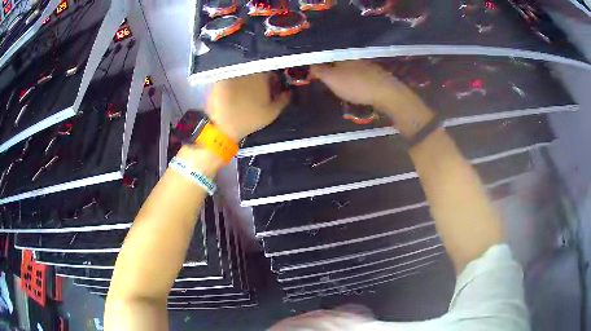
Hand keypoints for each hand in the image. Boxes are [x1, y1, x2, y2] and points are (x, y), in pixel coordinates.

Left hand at [206, 73, 289, 140]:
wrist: (224, 127)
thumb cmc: (250, 119)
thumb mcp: (272, 112)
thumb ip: (283, 99)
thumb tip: (287, 92)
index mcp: (260, 76)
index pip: (272, 73)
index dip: (274, 82)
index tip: (273, 90)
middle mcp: (245, 71)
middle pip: (257, 72)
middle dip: (260, 81)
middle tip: (260, 94)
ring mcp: (230, 75)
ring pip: (243, 75)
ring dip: (247, 83)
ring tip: (246, 96)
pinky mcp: (219, 81)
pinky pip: (230, 80)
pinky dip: (234, 86)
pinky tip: (234, 97)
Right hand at [311, 60, 421, 116]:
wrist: (385, 93)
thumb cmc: (355, 85)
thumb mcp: (331, 79)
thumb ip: (319, 71)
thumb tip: (309, 65)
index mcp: (343, 55)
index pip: (327, 55)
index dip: (320, 64)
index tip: (315, 73)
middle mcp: (355, 57)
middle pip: (340, 61)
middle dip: (332, 68)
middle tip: (327, 80)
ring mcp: (368, 65)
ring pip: (351, 68)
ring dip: (345, 74)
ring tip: (340, 85)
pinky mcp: (376, 75)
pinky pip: (361, 75)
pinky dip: (356, 80)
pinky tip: (356, 87)